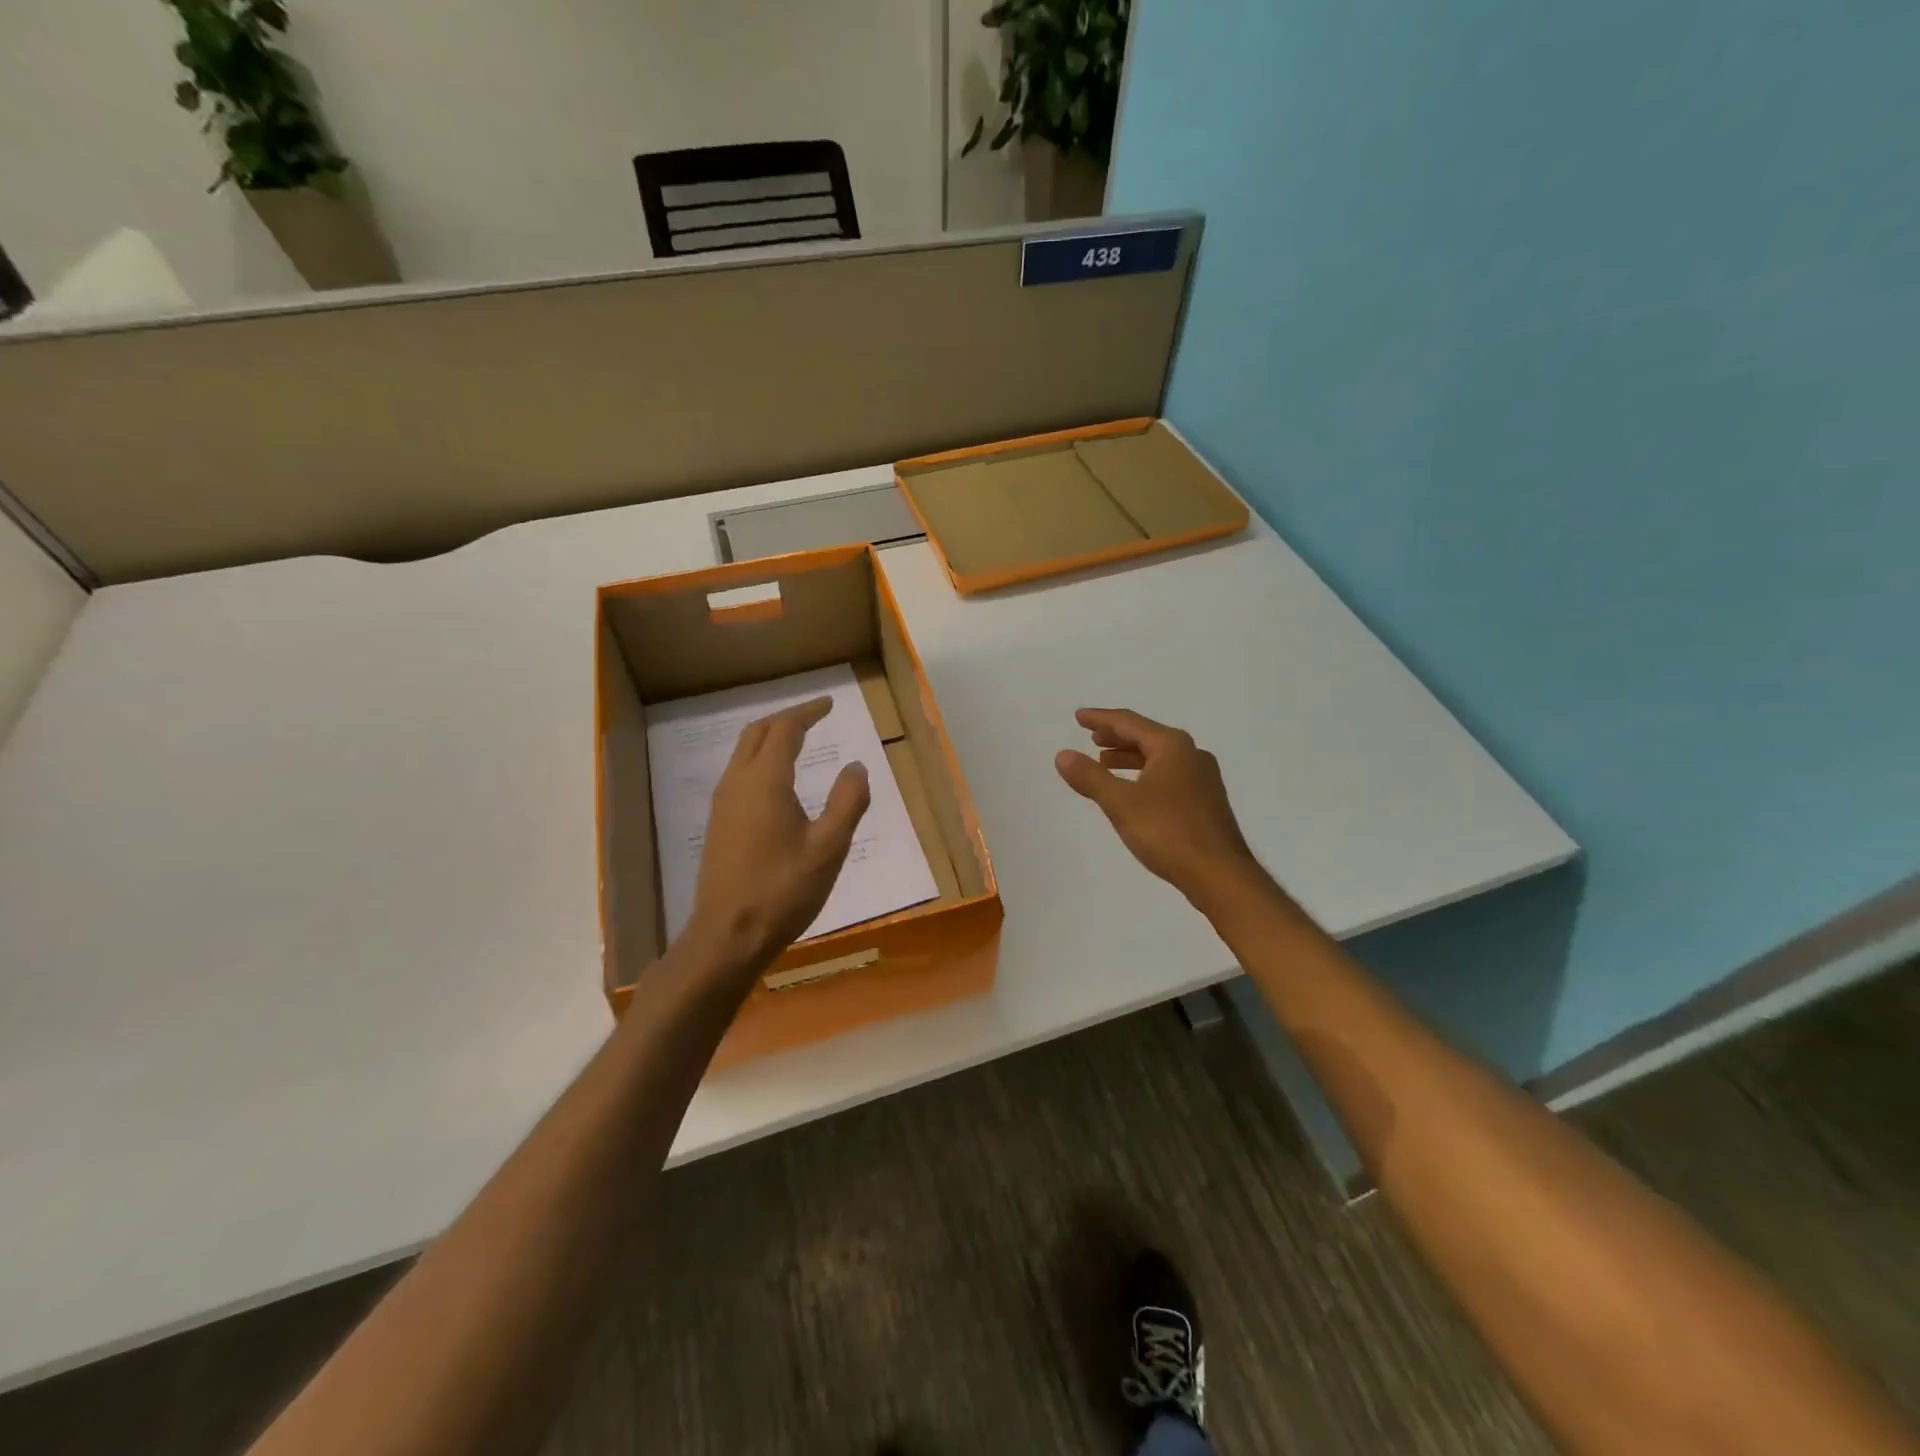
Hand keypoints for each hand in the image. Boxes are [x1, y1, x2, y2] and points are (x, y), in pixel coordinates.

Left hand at [685, 697, 870, 974]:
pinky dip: (760, 760)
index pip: (785, 729)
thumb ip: (848, 801)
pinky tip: (777, 782)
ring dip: (770, 738)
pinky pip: (739, 774)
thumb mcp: (829, 847)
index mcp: (765, 781)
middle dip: (786, 718)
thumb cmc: (784, 890)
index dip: (807, 712)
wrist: (728, 935)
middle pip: (757, 733)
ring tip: (798, 740)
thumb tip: (856, 766)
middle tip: (814, 716)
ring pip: (743, 753)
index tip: (829, 704)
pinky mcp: (718, 824)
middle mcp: (738, 783)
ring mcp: (723, 804)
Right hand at [1056, 708, 1260, 904]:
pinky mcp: (1205, 801)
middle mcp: (1191, 754)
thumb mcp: (1121, 803)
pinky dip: (1145, 774)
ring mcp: (1203, 778)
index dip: (1101, 719)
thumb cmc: (1168, 832)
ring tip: (1105, 762)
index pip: (1129, 722)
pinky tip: (1134, 790)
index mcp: (1172, 746)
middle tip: (1091, 738)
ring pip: (1159, 757)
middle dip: (1117, 736)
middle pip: (1147, 736)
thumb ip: (1090, 777)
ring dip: (1130, 756)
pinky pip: (1168, 775)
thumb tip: (1063, 755)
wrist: (1219, 874)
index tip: (1079, 717)